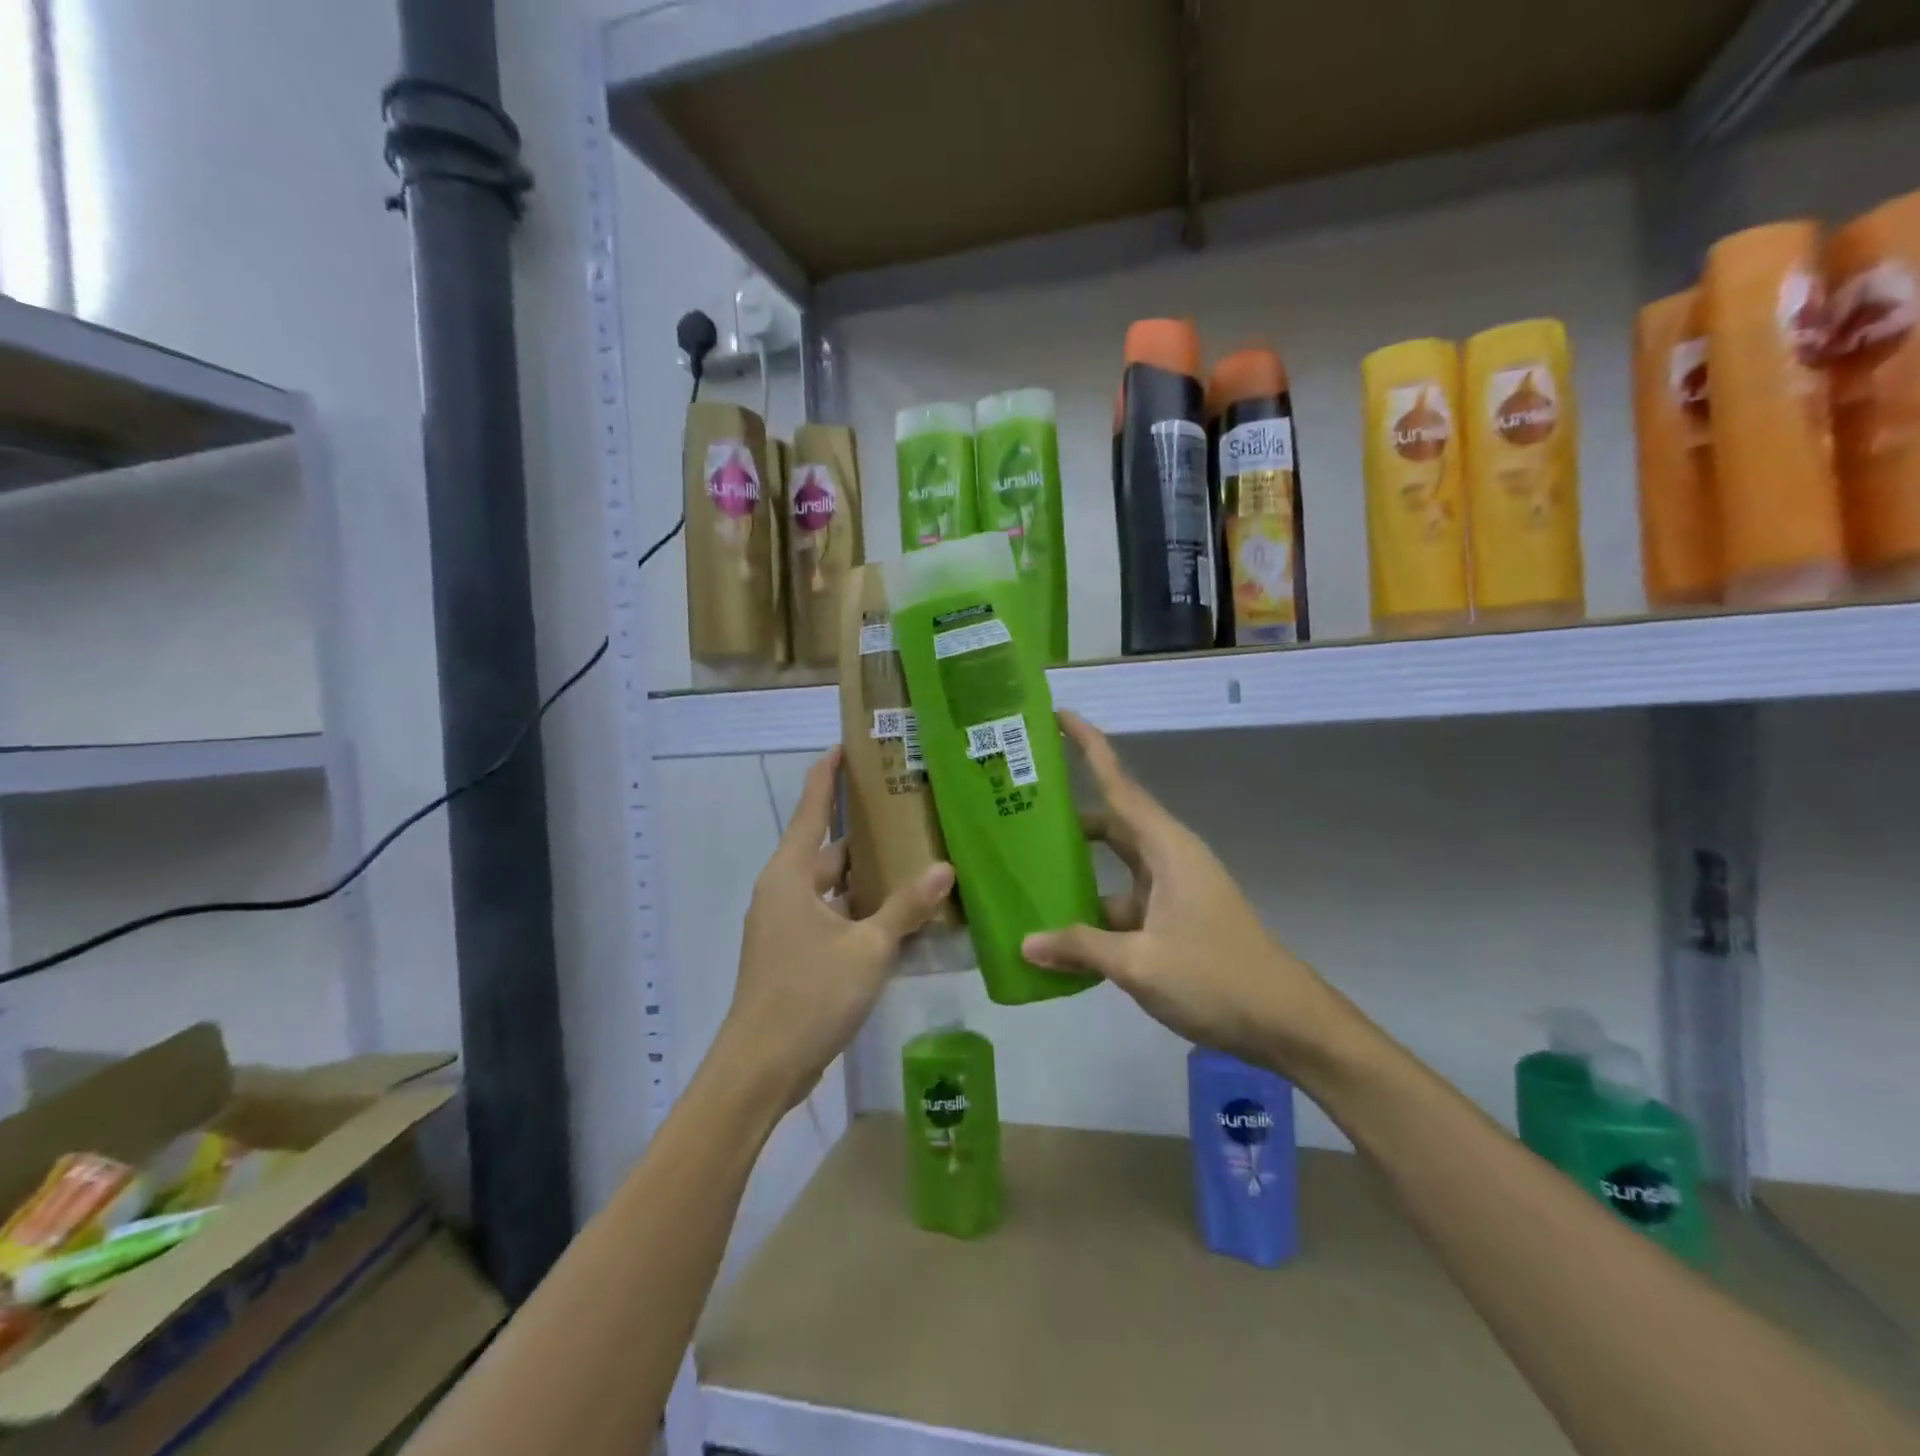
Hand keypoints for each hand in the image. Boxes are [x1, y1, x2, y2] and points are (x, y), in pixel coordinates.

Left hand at [718, 747, 955, 1112]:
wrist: (761, 1068)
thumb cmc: (808, 995)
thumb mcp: (867, 948)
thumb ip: (905, 908)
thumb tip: (944, 869)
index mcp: (790, 875)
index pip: (811, 808)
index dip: (828, 775)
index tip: (849, 745)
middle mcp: (784, 891)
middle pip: (828, 847)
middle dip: (864, 829)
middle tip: (908, 808)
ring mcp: (786, 924)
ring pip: (833, 886)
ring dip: (867, 875)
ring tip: (914, 855)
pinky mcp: (795, 953)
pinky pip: (833, 916)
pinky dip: (861, 909)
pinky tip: (899, 914)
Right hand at [1022, 713, 1349, 1075]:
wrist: (1284, 1022)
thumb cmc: (1216, 977)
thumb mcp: (1140, 963)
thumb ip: (1080, 946)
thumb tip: (1025, 943)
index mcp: (1165, 848)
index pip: (1118, 784)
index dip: (1089, 746)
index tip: (1058, 716)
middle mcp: (1167, 858)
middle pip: (1110, 821)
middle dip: (1067, 813)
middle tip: (1016, 805)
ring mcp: (1170, 890)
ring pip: (1113, 865)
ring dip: (1076, 868)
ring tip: (1023, 870)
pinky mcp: (1170, 919)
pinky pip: (1121, 901)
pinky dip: (1091, 910)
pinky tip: (1057, 932)